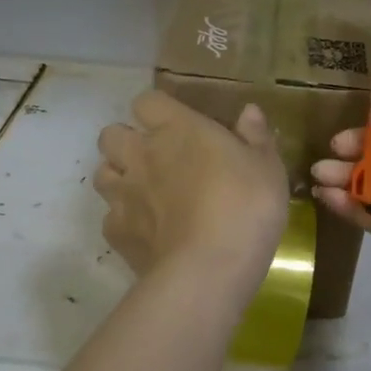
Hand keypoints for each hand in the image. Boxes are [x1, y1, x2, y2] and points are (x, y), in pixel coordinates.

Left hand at [96, 90, 288, 280]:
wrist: (209, 269)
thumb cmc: (245, 207)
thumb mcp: (268, 169)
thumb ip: (255, 137)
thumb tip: (248, 112)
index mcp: (177, 130)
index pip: (147, 101)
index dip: (157, 110)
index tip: (176, 125)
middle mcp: (141, 155)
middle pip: (111, 135)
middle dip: (127, 142)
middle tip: (156, 159)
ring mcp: (124, 195)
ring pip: (102, 174)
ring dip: (119, 178)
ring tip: (144, 193)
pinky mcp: (117, 233)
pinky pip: (110, 219)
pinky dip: (124, 222)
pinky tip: (146, 233)